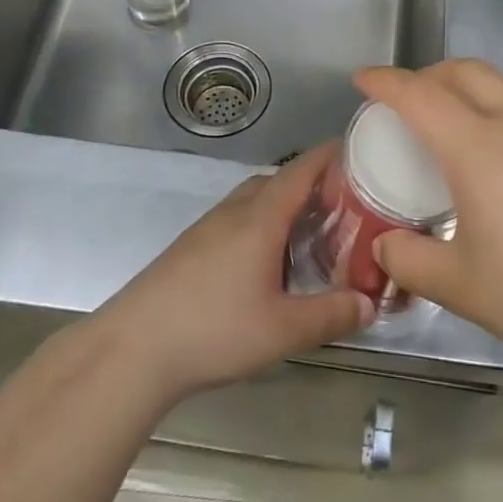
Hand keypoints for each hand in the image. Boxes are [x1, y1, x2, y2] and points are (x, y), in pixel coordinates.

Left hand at [96, 145, 375, 407]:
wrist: (133, 348)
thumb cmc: (213, 330)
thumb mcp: (282, 330)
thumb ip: (331, 315)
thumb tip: (369, 304)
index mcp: (261, 216)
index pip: (302, 168)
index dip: (333, 156)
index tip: (363, 154)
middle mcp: (235, 210)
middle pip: (280, 180)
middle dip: (314, 186)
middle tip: (347, 208)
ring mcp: (209, 227)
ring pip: (256, 200)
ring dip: (286, 207)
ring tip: (313, 236)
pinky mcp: (192, 246)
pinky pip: (238, 220)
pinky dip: (263, 225)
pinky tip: (269, 263)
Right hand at [362, 60, 502, 371]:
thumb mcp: (464, 286)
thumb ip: (413, 262)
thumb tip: (386, 246)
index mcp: (476, 146)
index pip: (419, 95)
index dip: (385, 82)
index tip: (362, 79)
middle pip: (464, 71)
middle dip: (427, 74)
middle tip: (405, 101)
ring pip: (498, 88)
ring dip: (463, 91)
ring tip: (446, 132)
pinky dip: (492, 115)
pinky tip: (494, 165)